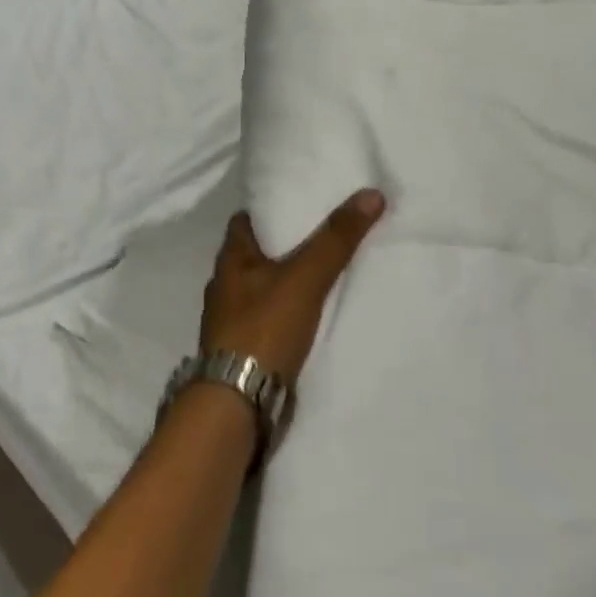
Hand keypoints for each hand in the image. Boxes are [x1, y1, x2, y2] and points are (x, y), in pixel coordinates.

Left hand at [200, 191, 385, 382]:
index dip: (273, 208)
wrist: (236, 403)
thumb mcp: (305, 278)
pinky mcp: (242, 348)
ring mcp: (230, 319)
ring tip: (322, 273)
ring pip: (261, 288)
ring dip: (285, 282)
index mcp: (230, 257)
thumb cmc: (264, 327)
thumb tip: (371, 193)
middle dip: (284, 245)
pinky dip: (285, 313)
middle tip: (322, 235)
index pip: (248, 218)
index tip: (303, 202)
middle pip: (256, 253)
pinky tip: (309, 317)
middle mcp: (224, 284)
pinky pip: (267, 319)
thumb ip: (336, 239)